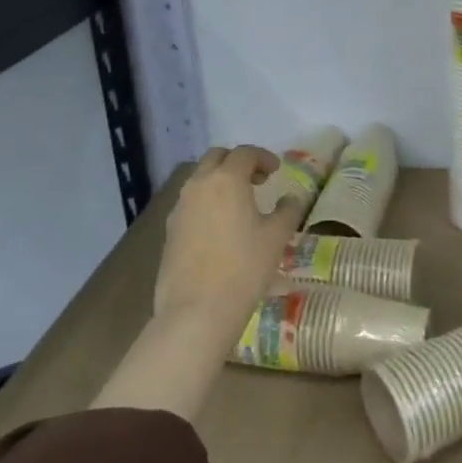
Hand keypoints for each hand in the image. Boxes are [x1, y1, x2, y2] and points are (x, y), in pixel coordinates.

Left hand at [155, 145, 300, 325]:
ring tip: (240, 205)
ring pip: (199, 179)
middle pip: (216, 158)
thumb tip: (291, 198)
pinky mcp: (170, 230)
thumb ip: (288, 211)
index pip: (245, 153)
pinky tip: (220, 228)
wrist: (197, 310)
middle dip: (237, 162)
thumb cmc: (244, 268)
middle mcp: (199, 185)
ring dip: (220, 182)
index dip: (263, 157)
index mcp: (227, 179)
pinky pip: (190, 203)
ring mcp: (179, 207)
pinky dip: (207, 203)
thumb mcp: (276, 238)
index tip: (276, 171)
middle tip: (257, 181)